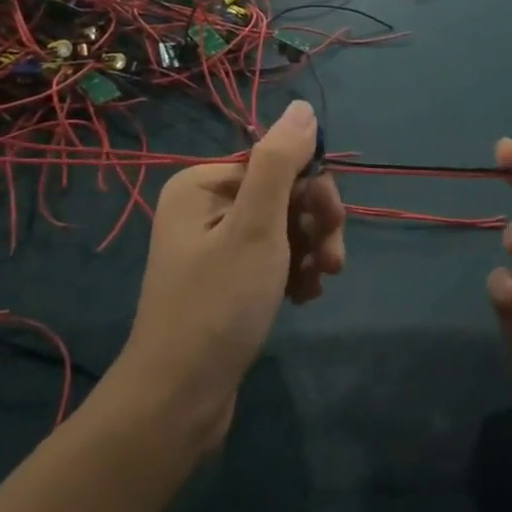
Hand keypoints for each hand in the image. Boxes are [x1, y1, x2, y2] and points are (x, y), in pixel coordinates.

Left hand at [118, 100, 344, 444]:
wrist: (178, 403)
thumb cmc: (218, 306)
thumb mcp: (256, 227)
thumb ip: (281, 162)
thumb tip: (303, 107)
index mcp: (202, 183)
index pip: (276, 162)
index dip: (312, 188)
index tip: (334, 223)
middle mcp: (204, 206)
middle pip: (282, 194)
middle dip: (315, 224)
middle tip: (333, 262)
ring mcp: (213, 244)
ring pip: (284, 227)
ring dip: (310, 250)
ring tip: (318, 284)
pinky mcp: (225, 280)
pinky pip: (272, 258)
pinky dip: (294, 272)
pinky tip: (303, 298)